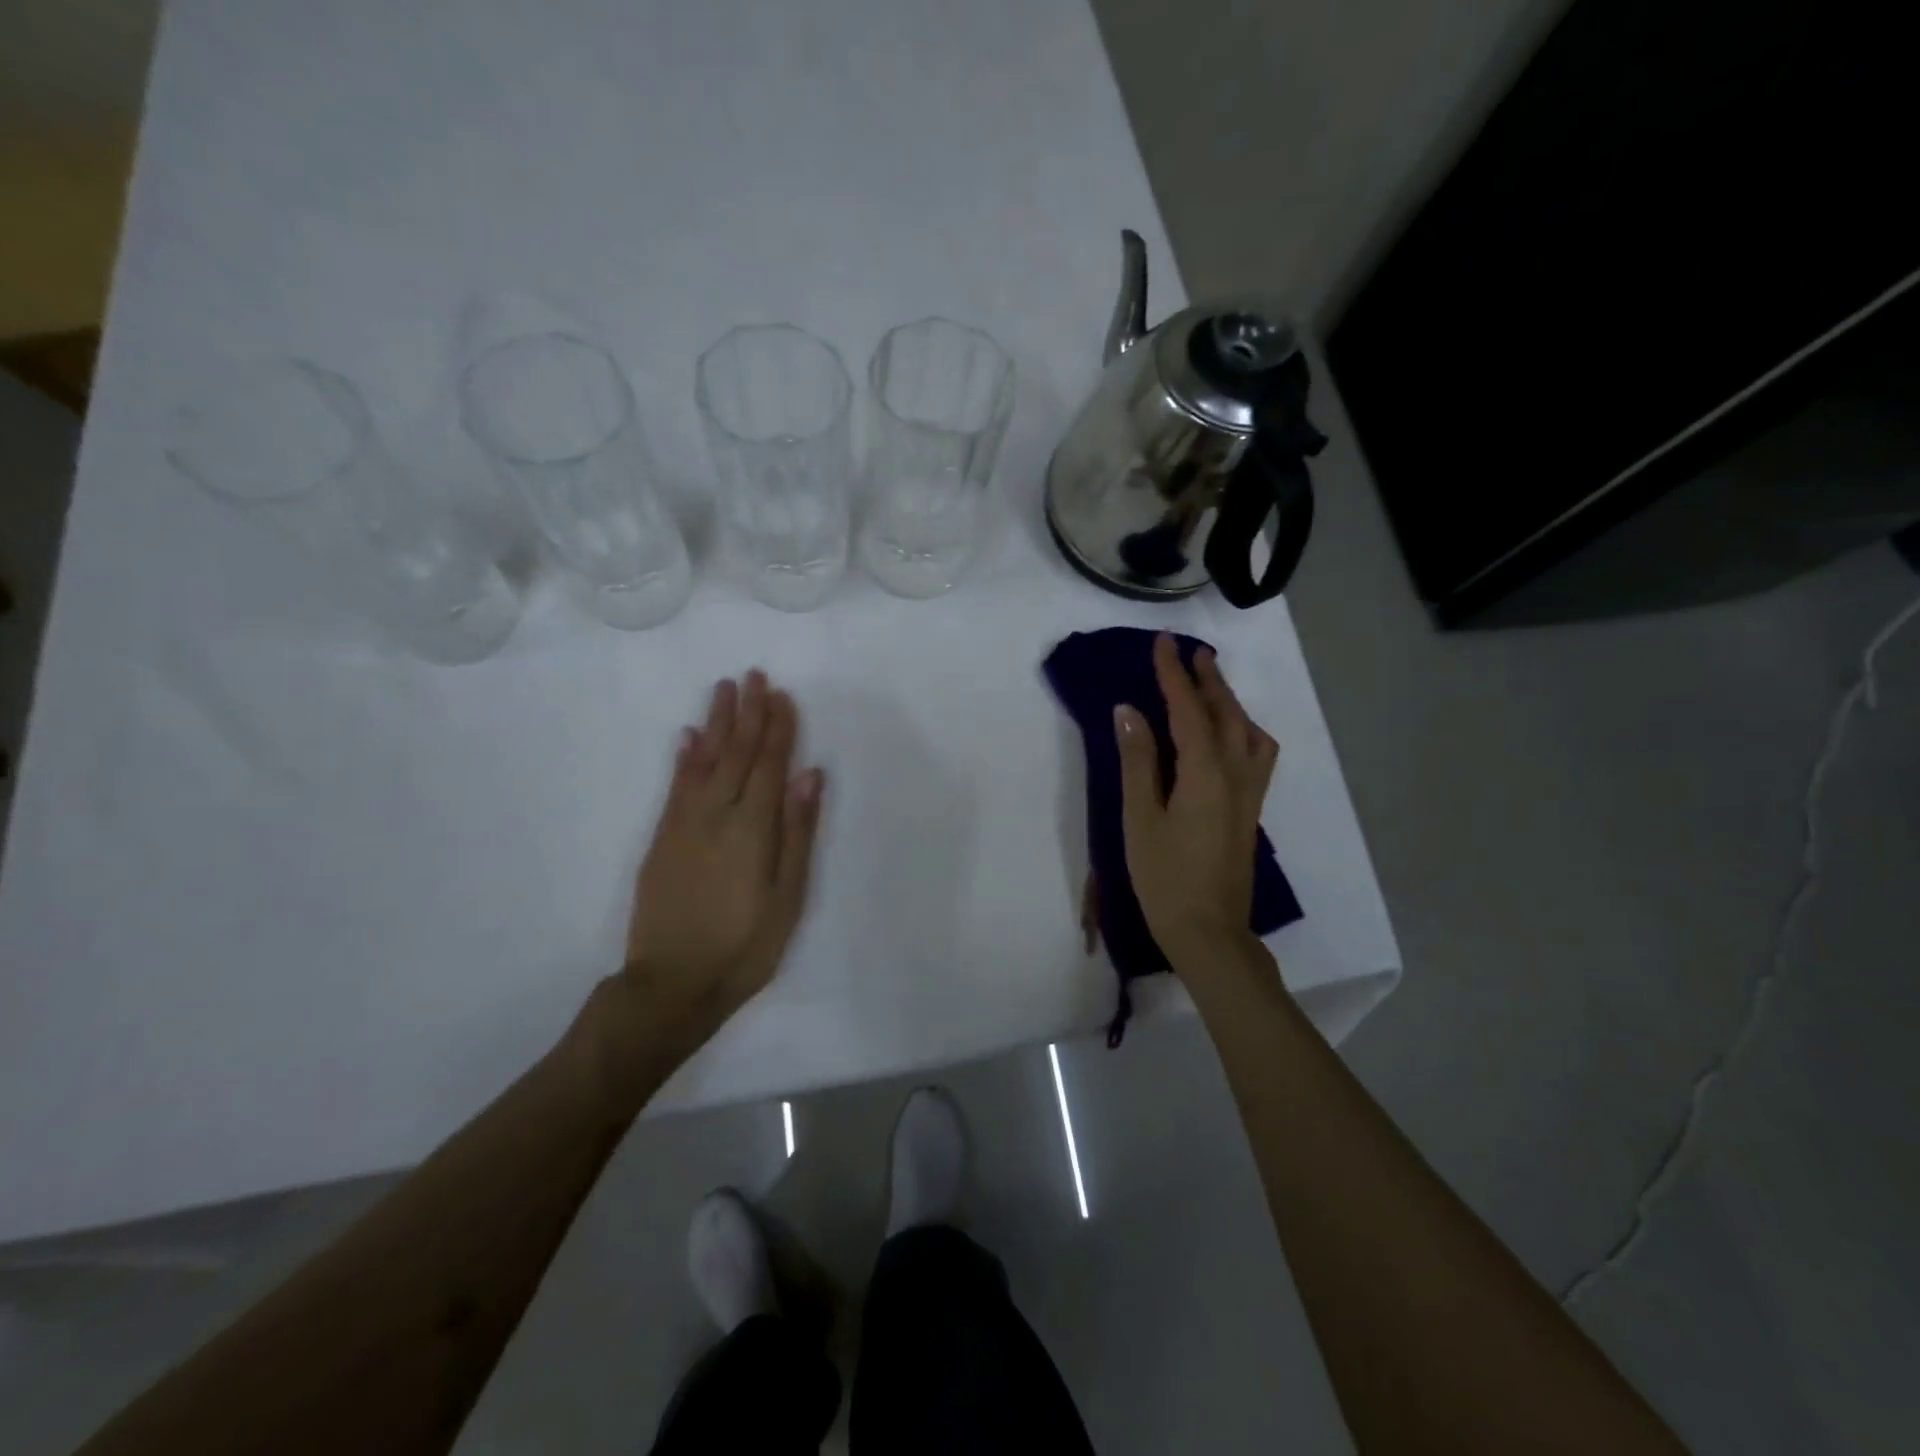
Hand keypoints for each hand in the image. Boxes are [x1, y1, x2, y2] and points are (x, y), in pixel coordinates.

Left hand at [620, 670, 823, 1033]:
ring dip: (716, 723)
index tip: (782, 695)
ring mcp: (684, 825)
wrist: (671, 985)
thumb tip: (809, 775)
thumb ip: (798, 832)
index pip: (769, 764)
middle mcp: (716, 815)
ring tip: (724, 690)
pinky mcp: (662, 839)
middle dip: (747, 713)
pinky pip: (675, 787)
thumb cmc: (745, 946)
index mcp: (753, 828)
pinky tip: (689, 737)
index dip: (777, 728)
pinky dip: (684, 758)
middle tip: (752, 675)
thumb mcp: (788, 896)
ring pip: (704, 761)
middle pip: (736, 754)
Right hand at [1114, 633, 1278, 967]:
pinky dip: (1244, 730)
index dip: (1173, 674)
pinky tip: (1231, 737)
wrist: (1209, 933)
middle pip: (1226, 714)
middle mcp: (1235, 774)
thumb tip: (1129, 710)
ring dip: (1230, 703)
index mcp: (1204, 773)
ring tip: (1211, 688)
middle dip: (1208, 680)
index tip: (1163, 642)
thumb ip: (1137, 761)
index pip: (1188, 710)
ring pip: (1248, 732)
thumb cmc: (1165, 878)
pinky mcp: (1251, 811)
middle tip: (1192, 652)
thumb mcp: (1139, 819)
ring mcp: (1249, 794)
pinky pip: (1257, 755)